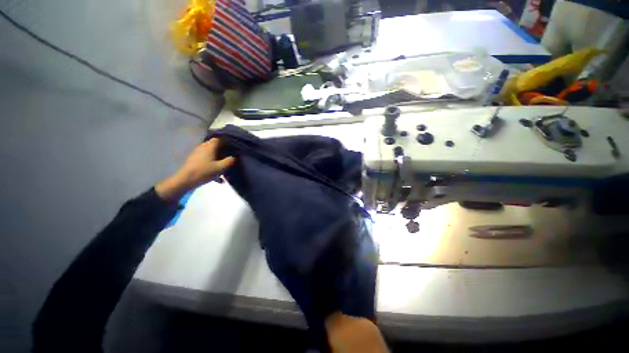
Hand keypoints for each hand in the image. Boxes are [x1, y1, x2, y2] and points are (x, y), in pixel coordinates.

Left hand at [155, 138, 235, 200]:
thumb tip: (235, 156)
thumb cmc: (204, 172)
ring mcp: (197, 154)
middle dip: (223, 150)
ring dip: (218, 158)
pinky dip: (213, 164)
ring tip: (225, 166)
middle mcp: (203, 147)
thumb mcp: (220, 167)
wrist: (185, 180)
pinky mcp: (194, 160)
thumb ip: (229, 161)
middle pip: (215, 145)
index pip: (219, 139)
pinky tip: (218, 177)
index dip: (227, 141)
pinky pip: (206, 159)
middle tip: (231, 155)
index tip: (234, 145)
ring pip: (211, 153)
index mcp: (209, 147)